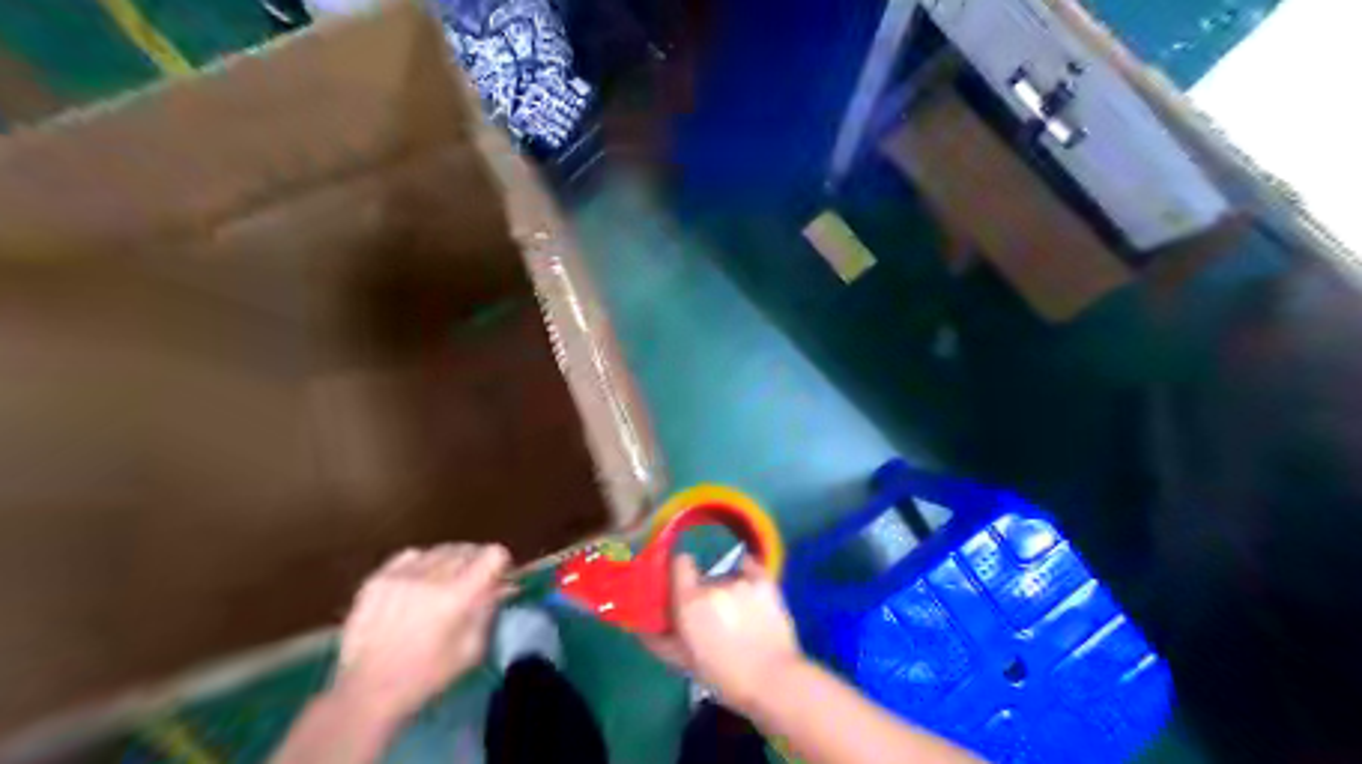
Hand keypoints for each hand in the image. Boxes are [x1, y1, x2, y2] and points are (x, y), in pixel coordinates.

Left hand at [333, 544, 511, 723]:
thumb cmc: (428, 677)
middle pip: (468, 549)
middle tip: (473, 584)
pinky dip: (422, 563)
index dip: (500, 564)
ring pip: (441, 550)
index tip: (497, 579)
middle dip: (476, 563)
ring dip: (450, 562)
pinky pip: (412, 555)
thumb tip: (503, 585)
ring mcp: (401, 575)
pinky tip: (418, 583)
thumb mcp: (473, 649)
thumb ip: (489, 609)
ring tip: (444, 584)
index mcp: (457, 597)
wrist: (367, 692)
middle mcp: (431, 577)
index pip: (493, 554)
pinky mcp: (378, 578)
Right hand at [646, 554, 800, 711]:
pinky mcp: (765, 581)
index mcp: (690, 602)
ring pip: (728, 577)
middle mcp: (713, 584)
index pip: (679, 563)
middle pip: (704, 577)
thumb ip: (660, 641)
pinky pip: (750, 567)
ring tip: (740, 615)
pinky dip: (748, 574)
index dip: (679, 572)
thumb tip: (641, 627)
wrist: (774, 681)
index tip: (681, 586)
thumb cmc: (725, 677)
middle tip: (714, 617)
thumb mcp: (685, 663)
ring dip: (729, 591)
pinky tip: (752, 591)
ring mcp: (741, 580)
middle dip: (705, 592)